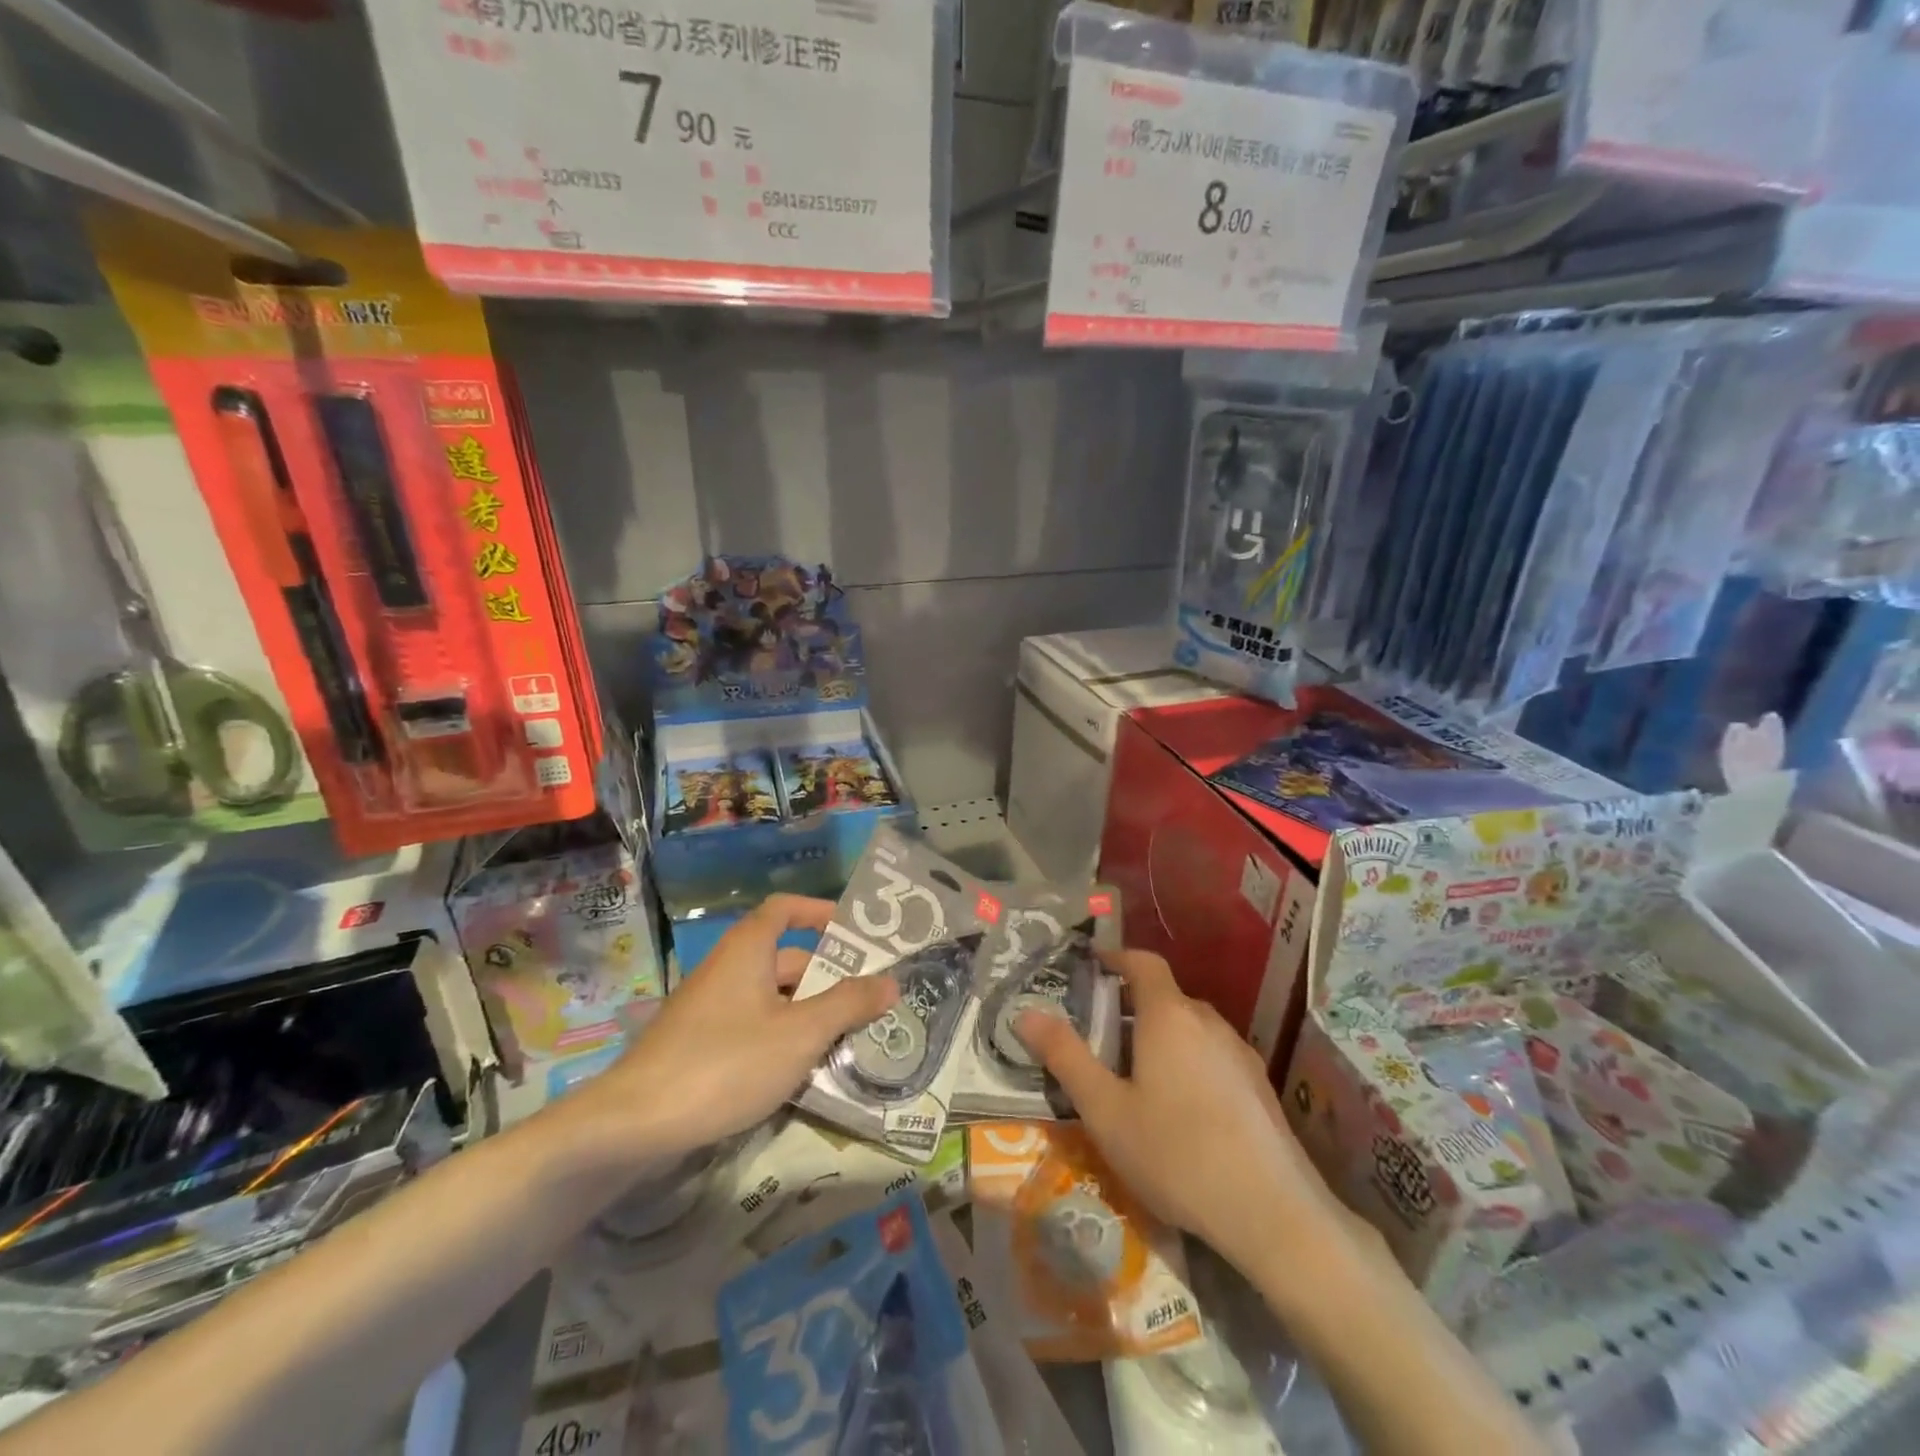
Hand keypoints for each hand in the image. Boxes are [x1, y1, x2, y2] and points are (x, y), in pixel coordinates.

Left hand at [595, 895, 897, 1156]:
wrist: (633, 1125)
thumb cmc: (725, 1062)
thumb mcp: (800, 1034)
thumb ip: (848, 1005)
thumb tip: (891, 981)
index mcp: (748, 950)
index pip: (785, 909)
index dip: (819, 912)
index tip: (854, 930)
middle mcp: (728, 970)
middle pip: (786, 960)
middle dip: (828, 978)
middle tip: (870, 1000)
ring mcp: (710, 1010)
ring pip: (772, 1000)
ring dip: (809, 1014)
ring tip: (850, 1039)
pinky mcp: (699, 1047)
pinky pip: (753, 1028)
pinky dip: (782, 1039)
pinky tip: (804, 1072)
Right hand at [1016, 949, 1353, 1277]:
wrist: (1274, 1213)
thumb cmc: (1176, 1153)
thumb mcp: (1105, 1110)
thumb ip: (1065, 1057)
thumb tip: (1025, 1014)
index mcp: (1169, 1015)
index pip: (1143, 962)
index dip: (1115, 957)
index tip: (1090, 966)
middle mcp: (1207, 1021)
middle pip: (1165, 997)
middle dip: (1130, 1006)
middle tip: (1099, 1036)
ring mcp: (1239, 1053)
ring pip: (1190, 1029)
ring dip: (1160, 1038)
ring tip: (1134, 1077)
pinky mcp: (1259, 1086)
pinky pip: (1212, 1056)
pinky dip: (1188, 1062)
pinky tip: (1180, 1110)